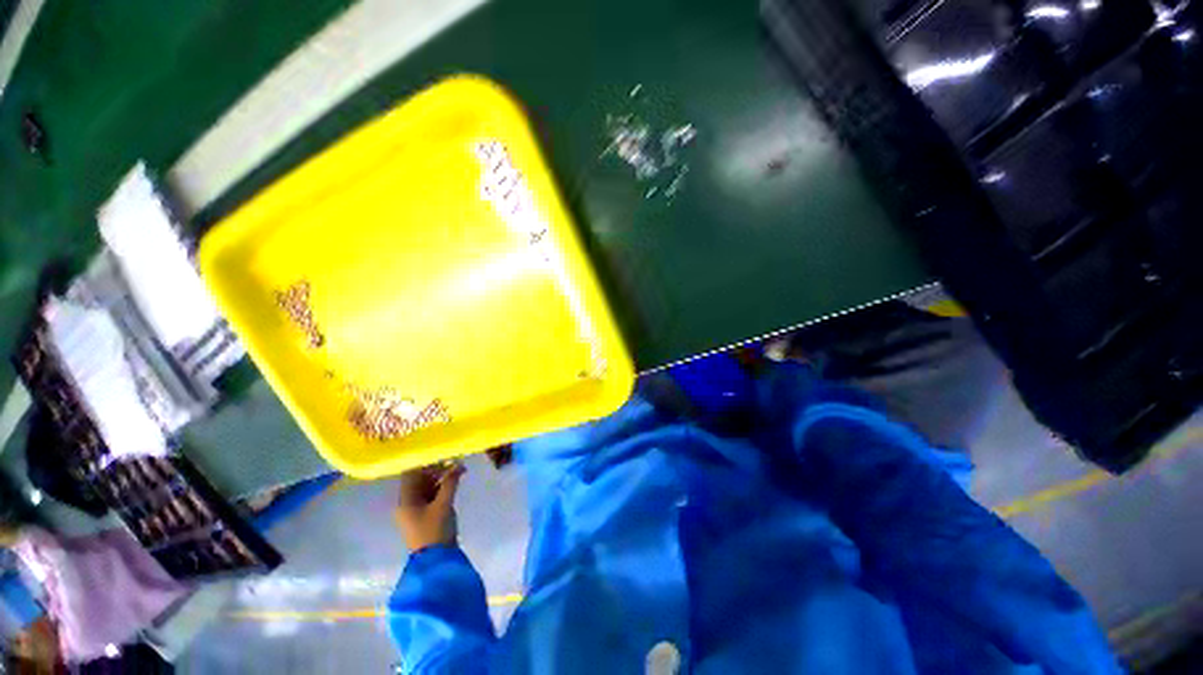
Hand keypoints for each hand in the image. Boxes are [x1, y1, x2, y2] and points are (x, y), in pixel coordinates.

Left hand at [394, 463, 463, 551]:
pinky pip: (431, 496)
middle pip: (419, 480)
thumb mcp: (444, 504)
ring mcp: (415, 511)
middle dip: (436, 470)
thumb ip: (450, 482)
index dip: (425, 464)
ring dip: (440, 479)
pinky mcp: (425, 516)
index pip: (411, 475)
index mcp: (406, 500)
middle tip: (454, 464)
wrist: (436, 560)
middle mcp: (407, 503)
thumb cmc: (435, 530)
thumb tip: (458, 464)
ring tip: (457, 472)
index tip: (442, 458)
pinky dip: (441, 488)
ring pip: (426, 487)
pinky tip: (454, 484)